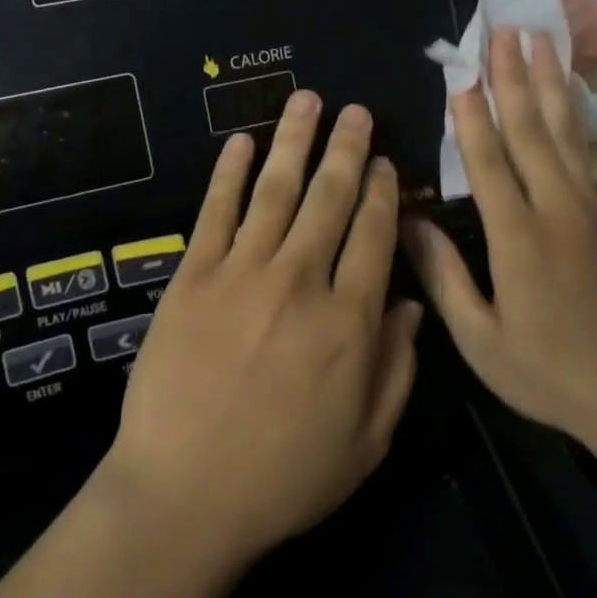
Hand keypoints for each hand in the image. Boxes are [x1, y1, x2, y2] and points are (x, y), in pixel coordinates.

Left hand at [102, 90, 421, 566]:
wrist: (184, 496)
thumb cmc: (283, 478)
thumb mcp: (366, 441)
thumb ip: (398, 368)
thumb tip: (412, 304)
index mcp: (350, 321)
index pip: (374, 235)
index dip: (382, 193)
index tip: (385, 163)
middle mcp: (301, 281)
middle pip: (330, 198)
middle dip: (347, 149)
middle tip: (357, 111)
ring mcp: (243, 272)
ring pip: (277, 190)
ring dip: (295, 141)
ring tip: (308, 100)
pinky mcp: (193, 276)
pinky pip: (216, 211)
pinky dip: (229, 173)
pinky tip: (242, 142)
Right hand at [402, 29, 596, 448]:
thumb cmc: (549, 373)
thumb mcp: (480, 339)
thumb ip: (443, 276)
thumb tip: (405, 222)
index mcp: (519, 239)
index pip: (489, 164)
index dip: (472, 117)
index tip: (461, 73)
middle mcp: (557, 210)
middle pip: (532, 131)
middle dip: (514, 78)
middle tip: (503, 30)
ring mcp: (590, 209)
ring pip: (565, 132)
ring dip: (549, 82)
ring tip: (541, 40)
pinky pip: (584, 153)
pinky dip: (572, 115)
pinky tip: (566, 95)